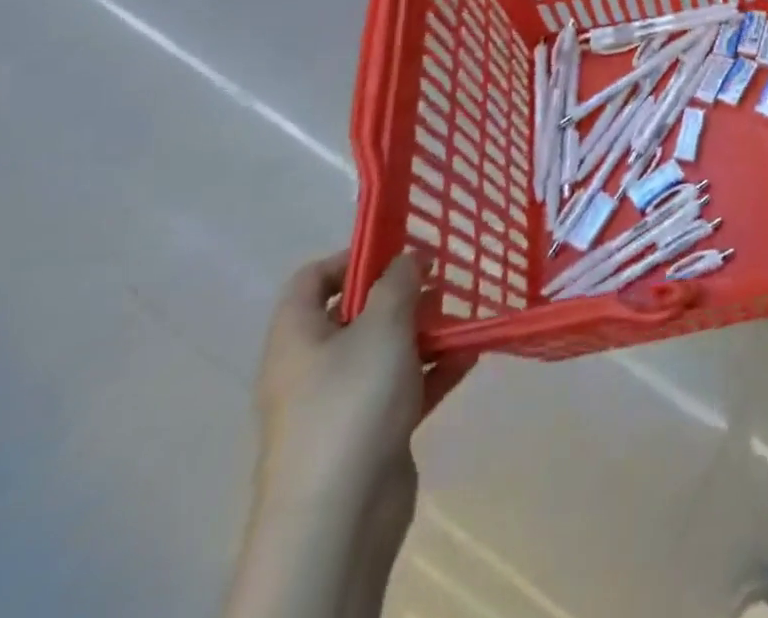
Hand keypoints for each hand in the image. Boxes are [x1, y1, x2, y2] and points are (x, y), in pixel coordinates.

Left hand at [253, 251, 463, 507]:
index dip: (351, 257)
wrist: (339, 518)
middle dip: (401, 294)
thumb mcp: (381, 326)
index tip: (398, 250)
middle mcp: (311, 368)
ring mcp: (340, 404)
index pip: (311, 280)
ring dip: (423, 332)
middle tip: (442, 281)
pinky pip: (403, 388)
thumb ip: (398, 283)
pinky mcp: (369, 434)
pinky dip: (433, 370)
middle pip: (353, 315)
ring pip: (384, 352)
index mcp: (297, 338)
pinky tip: (470, 356)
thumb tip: (407, 257)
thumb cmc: (352, 403)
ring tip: (464, 315)